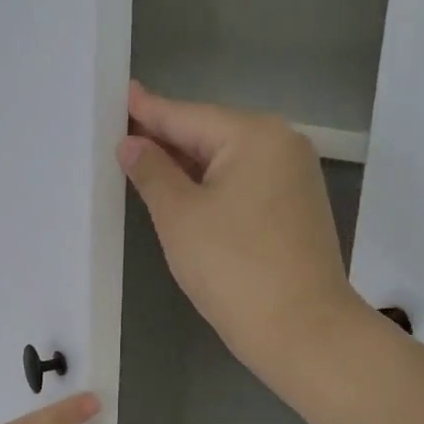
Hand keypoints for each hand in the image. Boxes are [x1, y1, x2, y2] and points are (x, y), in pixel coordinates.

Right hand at [120, 80, 360, 375]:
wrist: (303, 331)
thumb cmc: (233, 267)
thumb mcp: (180, 216)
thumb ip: (152, 172)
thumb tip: (132, 144)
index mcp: (254, 135)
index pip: (187, 116)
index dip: (148, 110)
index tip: (121, 92)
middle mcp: (281, 145)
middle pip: (210, 134)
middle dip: (166, 137)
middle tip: (121, 131)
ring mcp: (294, 177)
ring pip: (226, 160)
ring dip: (186, 163)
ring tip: (141, 157)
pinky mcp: (295, 208)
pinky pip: (242, 183)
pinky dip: (210, 184)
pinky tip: (182, 190)